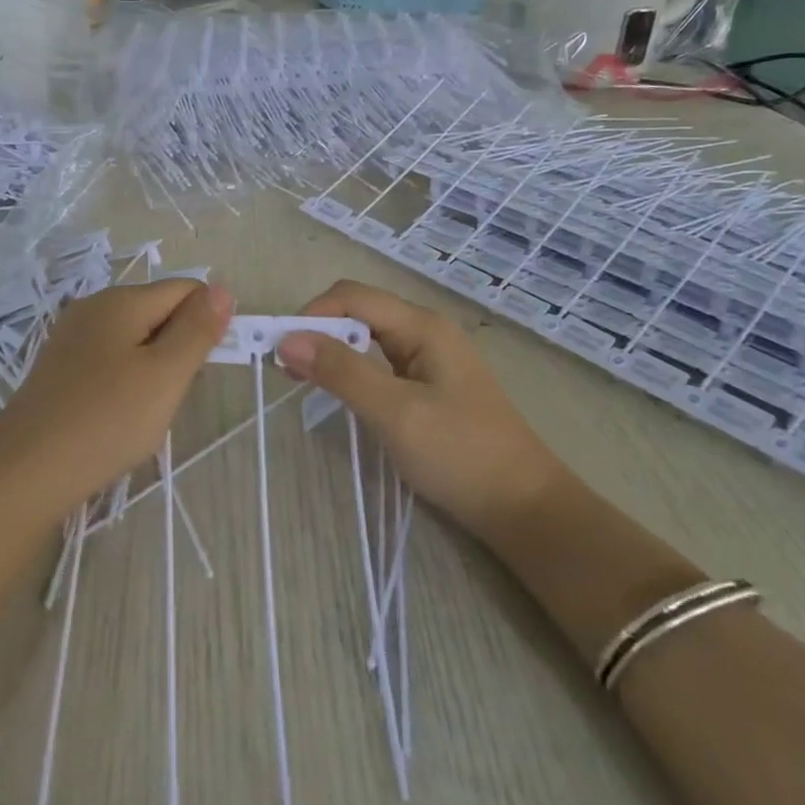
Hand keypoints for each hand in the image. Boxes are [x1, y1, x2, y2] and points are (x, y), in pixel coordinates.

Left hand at [0, 280, 233, 514]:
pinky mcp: (59, 367)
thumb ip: (197, 330)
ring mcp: (71, 337)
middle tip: (170, 395)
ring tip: (144, 410)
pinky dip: (125, 380)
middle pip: (158, 311)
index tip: (202, 369)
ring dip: (152, 368)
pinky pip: (109, 359)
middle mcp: (93, 307)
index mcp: (121, 299)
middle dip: (177, 347)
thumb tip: (222, 289)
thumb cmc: (106, 420)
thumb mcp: (166, 375)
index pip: (186, 290)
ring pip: (134, 338)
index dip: (206, 323)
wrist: (25, 472)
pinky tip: (116, 414)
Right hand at [276, 280, 568, 534]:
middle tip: (285, 369)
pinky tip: (339, 395)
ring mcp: (429, 360)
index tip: (280, 351)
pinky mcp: (428, 387)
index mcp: (423, 326)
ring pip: (367, 340)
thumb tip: (286, 339)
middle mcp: (425, 332)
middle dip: (318, 332)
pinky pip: (380, 365)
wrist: (523, 508)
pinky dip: (352, 372)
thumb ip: (342, 372)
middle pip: (359, 313)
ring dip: (332, 353)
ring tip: (302, 381)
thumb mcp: (396, 412)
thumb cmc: (461, 455)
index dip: (312, 315)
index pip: (352, 297)